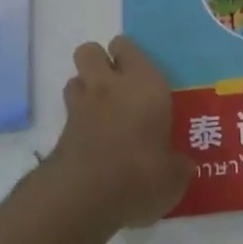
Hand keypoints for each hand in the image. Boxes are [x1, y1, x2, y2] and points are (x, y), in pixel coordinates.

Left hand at [47, 36, 190, 229]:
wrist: (85, 196)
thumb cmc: (141, 173)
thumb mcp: (173, 175)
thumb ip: (177, 165)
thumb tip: (181, 166)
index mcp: (144, 83)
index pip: (127, 47)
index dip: (129, 56)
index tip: (141, 75)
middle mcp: (109, 85)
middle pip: (90, 51)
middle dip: (99, 63)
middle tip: (117, 86)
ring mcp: (80, 106)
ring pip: (75, 79)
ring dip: (85, 90)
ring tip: (102, 112)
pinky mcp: (61, 132)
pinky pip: (68, 113)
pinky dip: (78, 121)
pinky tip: (93, 142)